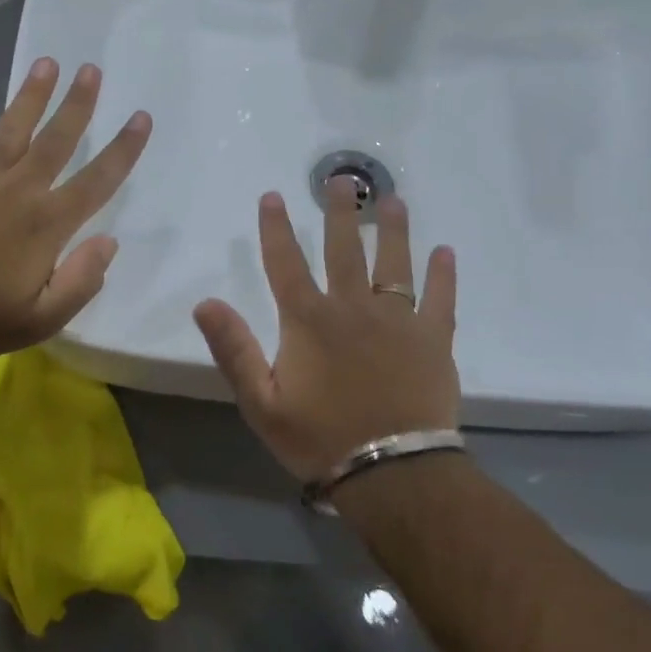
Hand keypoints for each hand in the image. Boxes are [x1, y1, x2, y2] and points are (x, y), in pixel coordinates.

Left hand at [0, 59, 151, 359]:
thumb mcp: (43, 319)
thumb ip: (81, 281)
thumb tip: (109, 242)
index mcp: (48, 224)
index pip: (97, 181)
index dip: (123, 149)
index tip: (140, 118)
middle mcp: (19, 190)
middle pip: (56, 140)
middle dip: (78, 105)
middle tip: (92, 69)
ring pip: (11, 128)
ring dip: (31, 95)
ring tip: (48, 62)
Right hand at [194, 183, 459, 481]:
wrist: (391, 472)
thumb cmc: (319, 437)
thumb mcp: (261, 401)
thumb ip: (234, 349)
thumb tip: (205, 302)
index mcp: (308, 321)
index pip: (286, 263)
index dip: (276, 228)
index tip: (273, 196)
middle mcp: (353, 308)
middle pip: (344, 250)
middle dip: (340, 212)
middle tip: (342, 179)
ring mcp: (399, 320)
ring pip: (394, 264)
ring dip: (392, 229)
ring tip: (392, 200)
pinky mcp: (434, 340)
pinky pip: (440, 299)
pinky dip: (443, 274)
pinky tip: (445, 251)